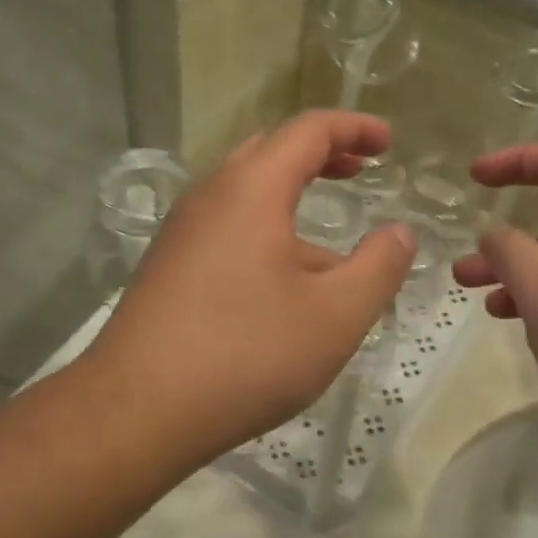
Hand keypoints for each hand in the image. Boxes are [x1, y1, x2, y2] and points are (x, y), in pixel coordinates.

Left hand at [91, 111, 415, 464]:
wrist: (137, 410)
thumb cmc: (246, 354)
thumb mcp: (335, 315)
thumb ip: (378, 267)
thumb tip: (400, 232)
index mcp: (251, 189)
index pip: (308, 130)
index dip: (354, 127)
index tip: (388, 143)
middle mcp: (210, 197)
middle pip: (269, 152)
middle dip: (320, 154)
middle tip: (359, 170)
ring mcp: (181, 233)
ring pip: (245, 195)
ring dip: (291, 200)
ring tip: (332, 246)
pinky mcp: (167, 268)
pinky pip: (225, 230)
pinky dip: (264, 232)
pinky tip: (283, 287)